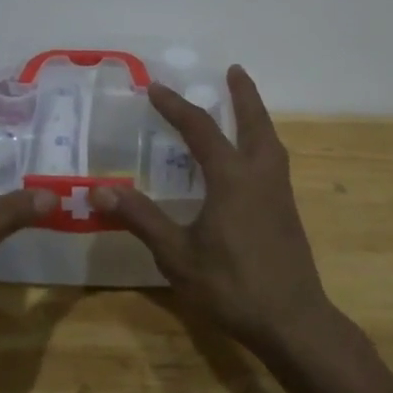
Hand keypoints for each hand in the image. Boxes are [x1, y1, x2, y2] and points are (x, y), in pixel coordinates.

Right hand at [95, 65, 334, 354]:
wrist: (293, 322)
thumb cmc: (231, 286)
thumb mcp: (177, 255)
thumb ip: (141, 218)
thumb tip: (99, 188)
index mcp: (233, 178)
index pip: (201, 129)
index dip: (176, 106)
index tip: (156, 88)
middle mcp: (260, 176)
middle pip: (254, 123)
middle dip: (243, 94)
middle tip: (234, 70)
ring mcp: (279, 194)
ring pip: (270, 141)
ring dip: (256, 118)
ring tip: (245, 108)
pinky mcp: (287, 213)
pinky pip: (274, 162)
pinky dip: (262, 143)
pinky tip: (251, 161)